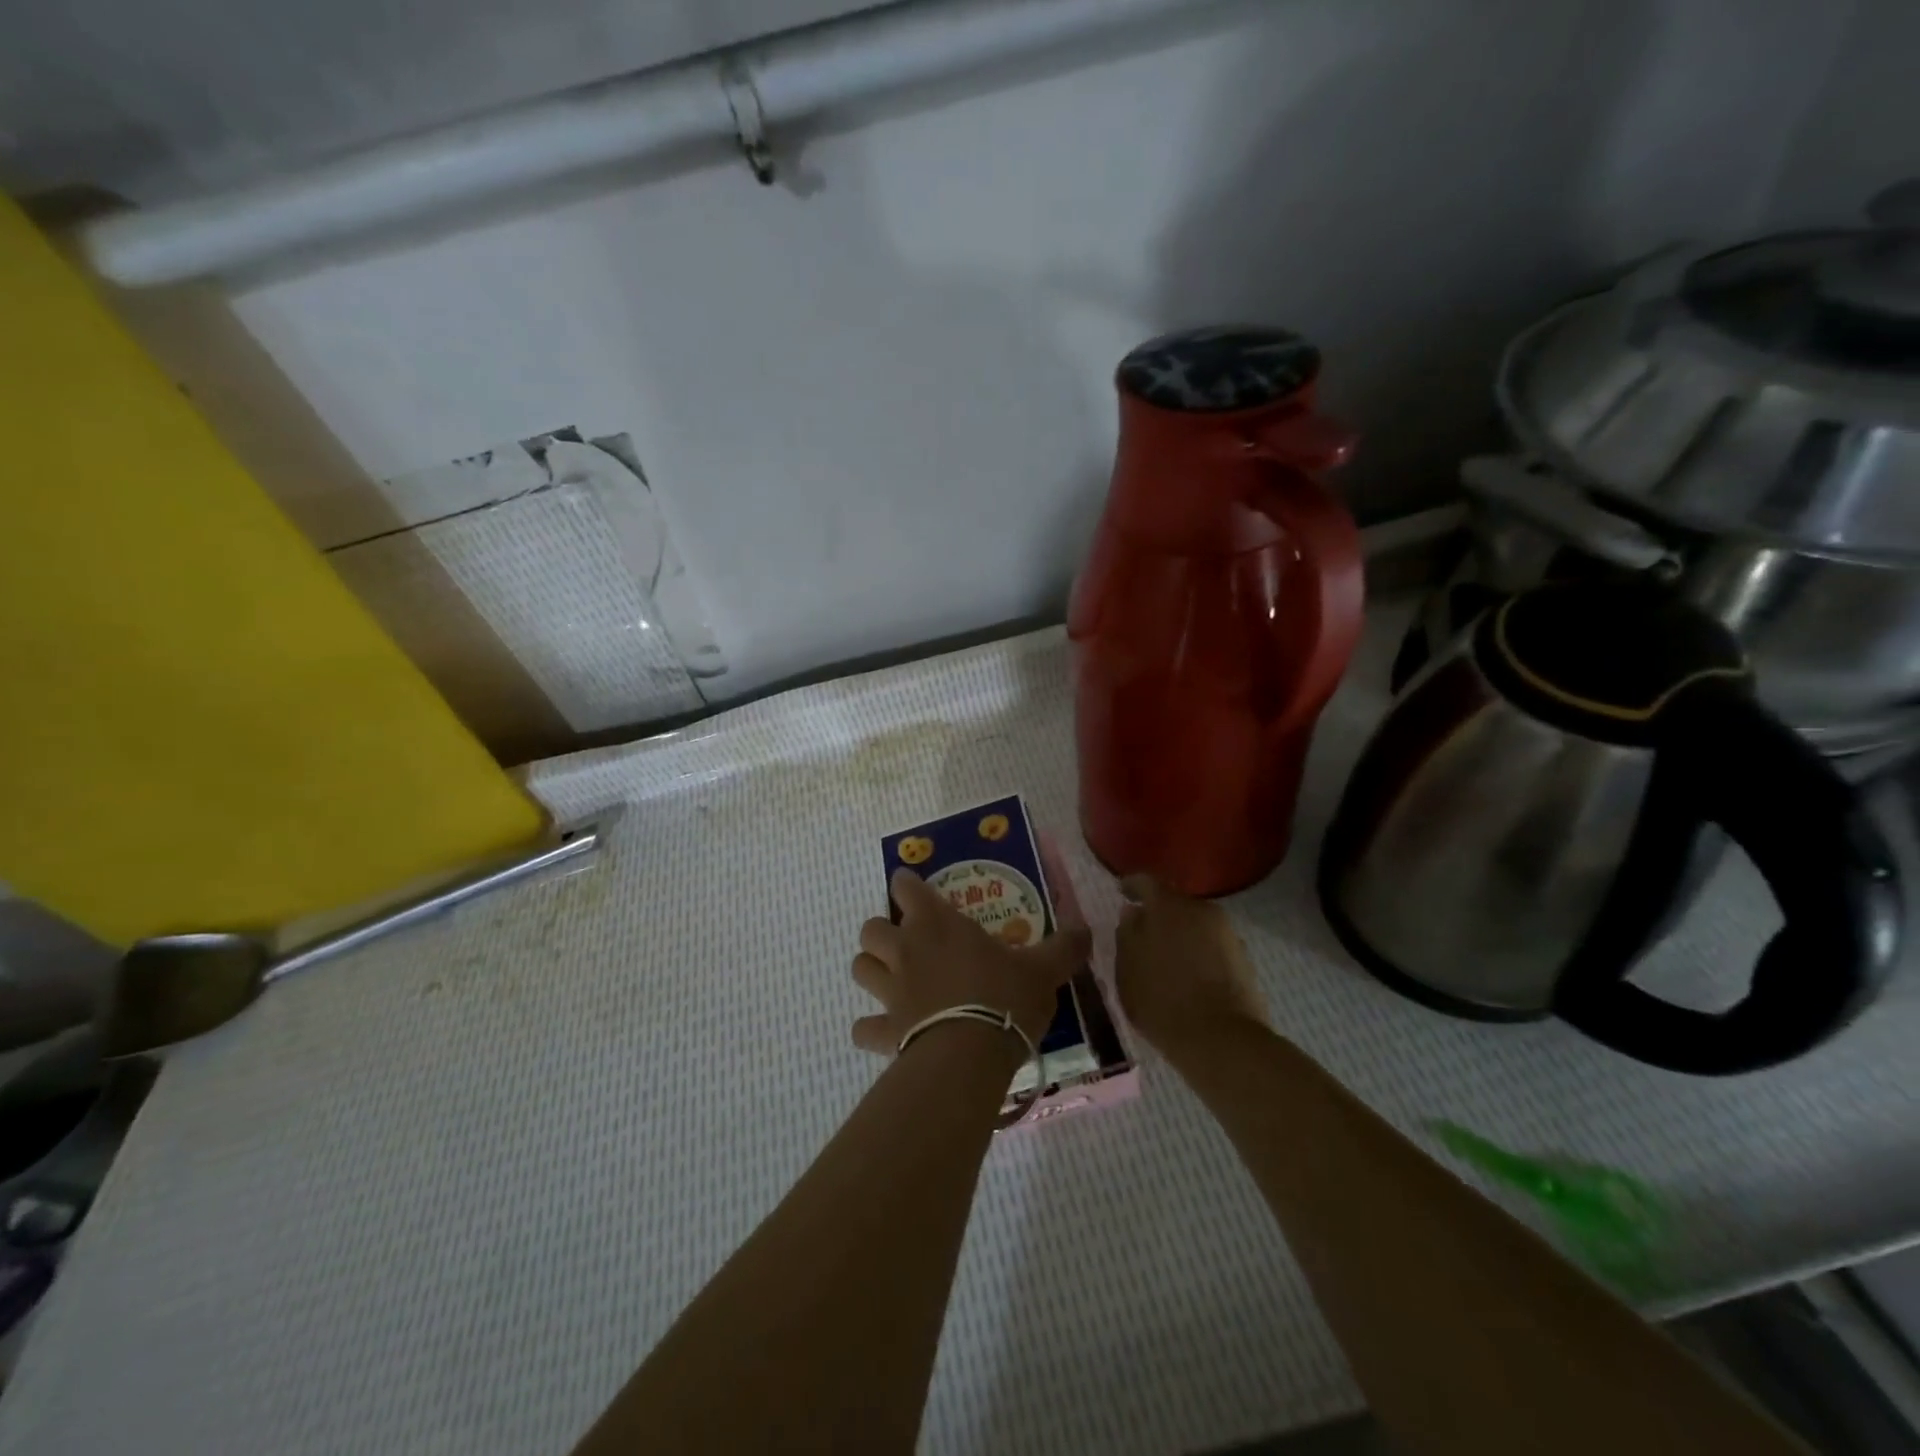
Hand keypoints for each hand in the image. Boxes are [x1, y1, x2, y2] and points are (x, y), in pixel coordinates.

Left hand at [851, 868, 1090, 1054]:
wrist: (971, 1053)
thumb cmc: (1005, 997)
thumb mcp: (1043, 970)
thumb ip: (1064, 947)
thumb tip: (1087, 930)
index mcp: (937, 924)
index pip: (905, 888)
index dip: (905, 884)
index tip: (909, 887)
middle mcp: (906, 950)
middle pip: (870, 928)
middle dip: (881, 931)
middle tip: (904, 942)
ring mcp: (890, 991)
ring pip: (859, 968)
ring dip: (871, 969)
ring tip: (890, 979)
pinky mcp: (885, 1031)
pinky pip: (863, 1027)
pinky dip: (870, 1028)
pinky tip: (884, 1033)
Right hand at [1115, 875, 1269, 1057]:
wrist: (1222, 1041)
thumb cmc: (1162, 1001)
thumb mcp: (1127, 970)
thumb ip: (1127, 935)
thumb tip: (1132, 913)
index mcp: (1168, 906)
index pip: (1146, 882)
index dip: (1131, 886)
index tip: (1120, 893)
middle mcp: (1201, 910)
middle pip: (1174, 903)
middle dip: (1157, 914)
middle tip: (1142, 933)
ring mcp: (1227, 934)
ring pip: (1195, 925)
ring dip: (1180, 934)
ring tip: (1165, 958)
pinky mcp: (1243, 958)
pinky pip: (1212, 945)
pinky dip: (1198, 952)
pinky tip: (1189, 975)